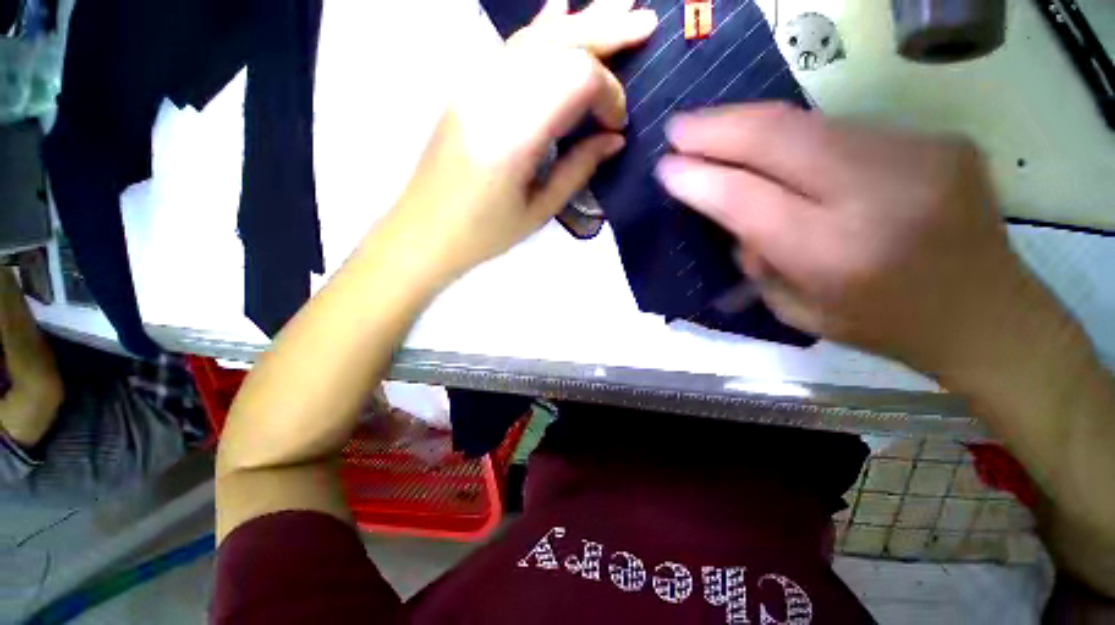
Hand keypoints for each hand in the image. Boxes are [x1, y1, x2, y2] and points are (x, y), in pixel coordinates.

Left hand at [377, 0, 656, 283]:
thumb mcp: (539, 211)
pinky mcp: (469, 88)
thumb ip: (578, 169)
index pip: (575, 79)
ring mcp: (477, 84)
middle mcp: (494, 94)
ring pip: (537, 38)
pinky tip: (560, 9)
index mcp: (515, 132)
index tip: (617, 126)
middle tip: (646, 24)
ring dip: (581, 23)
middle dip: (606, 32)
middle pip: (559, 44)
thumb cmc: (484, 232)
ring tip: (618, 8)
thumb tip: (613, 139)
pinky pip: (512, 48)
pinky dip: (542, 27)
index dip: (608, 93)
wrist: (426, 231)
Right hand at [655, 103, 1039, 372]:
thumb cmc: (879, 324)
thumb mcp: (795, 309)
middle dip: (714, 128)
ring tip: (715, 128)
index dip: (697, 178)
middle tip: (677, 128)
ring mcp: (915, 155)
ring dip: (750, 124)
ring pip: (808, 122)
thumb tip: (730, 210)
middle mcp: (875, 194)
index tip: (664, 167)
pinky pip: (842, 129)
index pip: (744, 198)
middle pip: (776, 138)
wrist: (984, 313)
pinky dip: (797, 135)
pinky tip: (778, 147)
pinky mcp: (936, 138)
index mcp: (832, 254)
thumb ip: (756, 258)